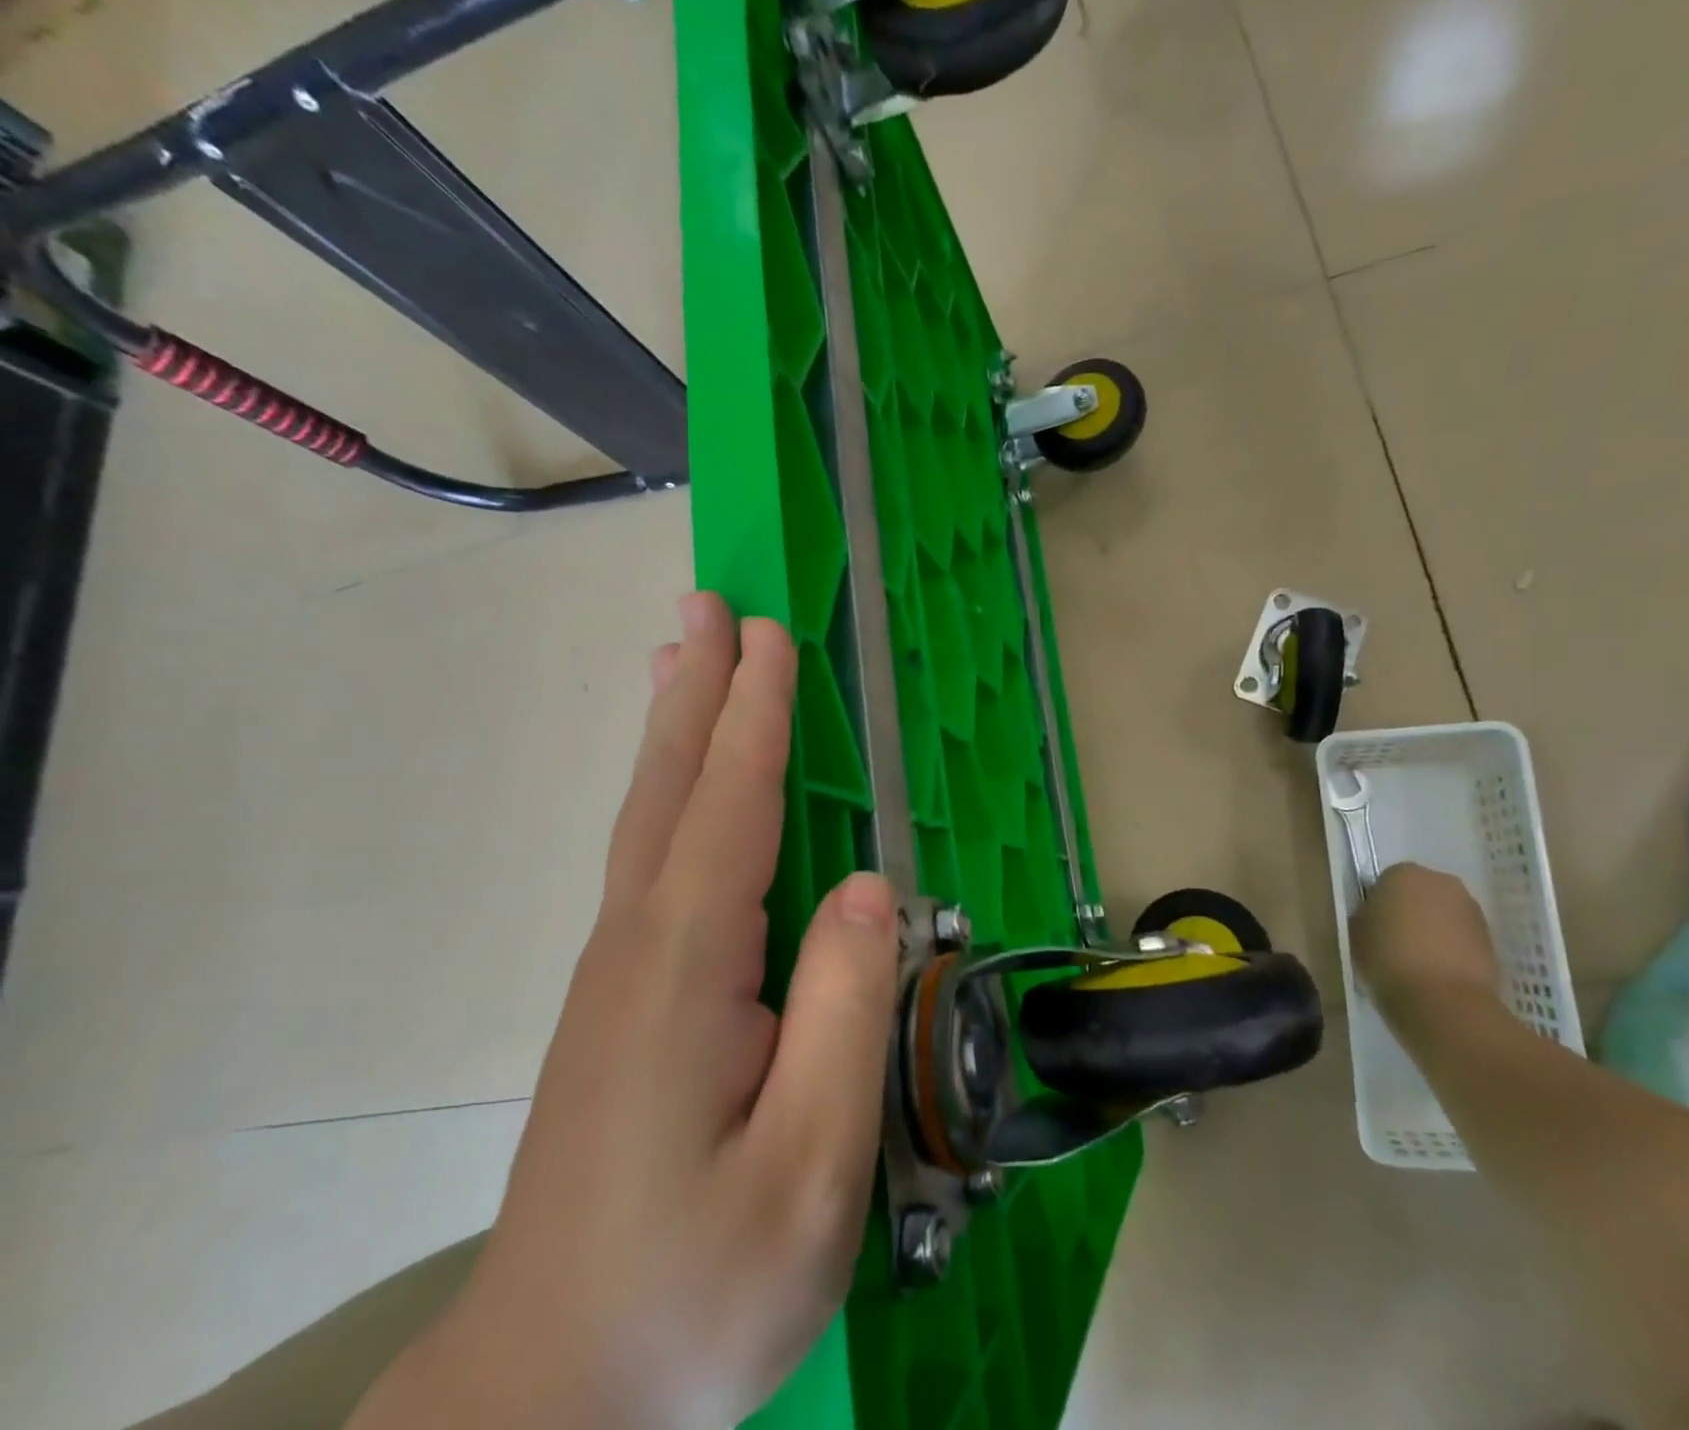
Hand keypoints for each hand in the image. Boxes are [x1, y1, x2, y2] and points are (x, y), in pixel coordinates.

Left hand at [349, 595, 899, 1429]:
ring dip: (673, 729)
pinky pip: (650, 862)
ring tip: (679, 657)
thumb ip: (845, 1013)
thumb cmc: (694, 1290)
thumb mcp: (808, 1167)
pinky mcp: (621, 1002)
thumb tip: (871, 888)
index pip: (732, 807)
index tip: (770, 637)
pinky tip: (677, 788)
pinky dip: (667, 795)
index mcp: (687, 968)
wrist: (548, 1398)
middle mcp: (639, 946)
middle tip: (707, 606)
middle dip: (698, 691)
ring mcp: (619, 972)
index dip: (756, 715)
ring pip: (652, 818)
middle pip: (674, 789)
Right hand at [1351, 863, 1499, 1023]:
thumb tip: (1376, 916)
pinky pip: (1462, 938)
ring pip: (1444, 915)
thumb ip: (1366, 915)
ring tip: (1418, 962)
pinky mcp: (1492, 939)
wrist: (1443, 1001)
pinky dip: (1452, 949)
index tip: (1373, 928)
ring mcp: (1472, 910)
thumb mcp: (1356, 932)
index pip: (1385, 882)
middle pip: (1420, 894)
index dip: (1378, 905)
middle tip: (1395, 942)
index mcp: (1403, 873)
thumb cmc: (1387, 958)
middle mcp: (1441, 882)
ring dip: (1433, 931)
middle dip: (1410, 912)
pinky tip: (1438, 973)